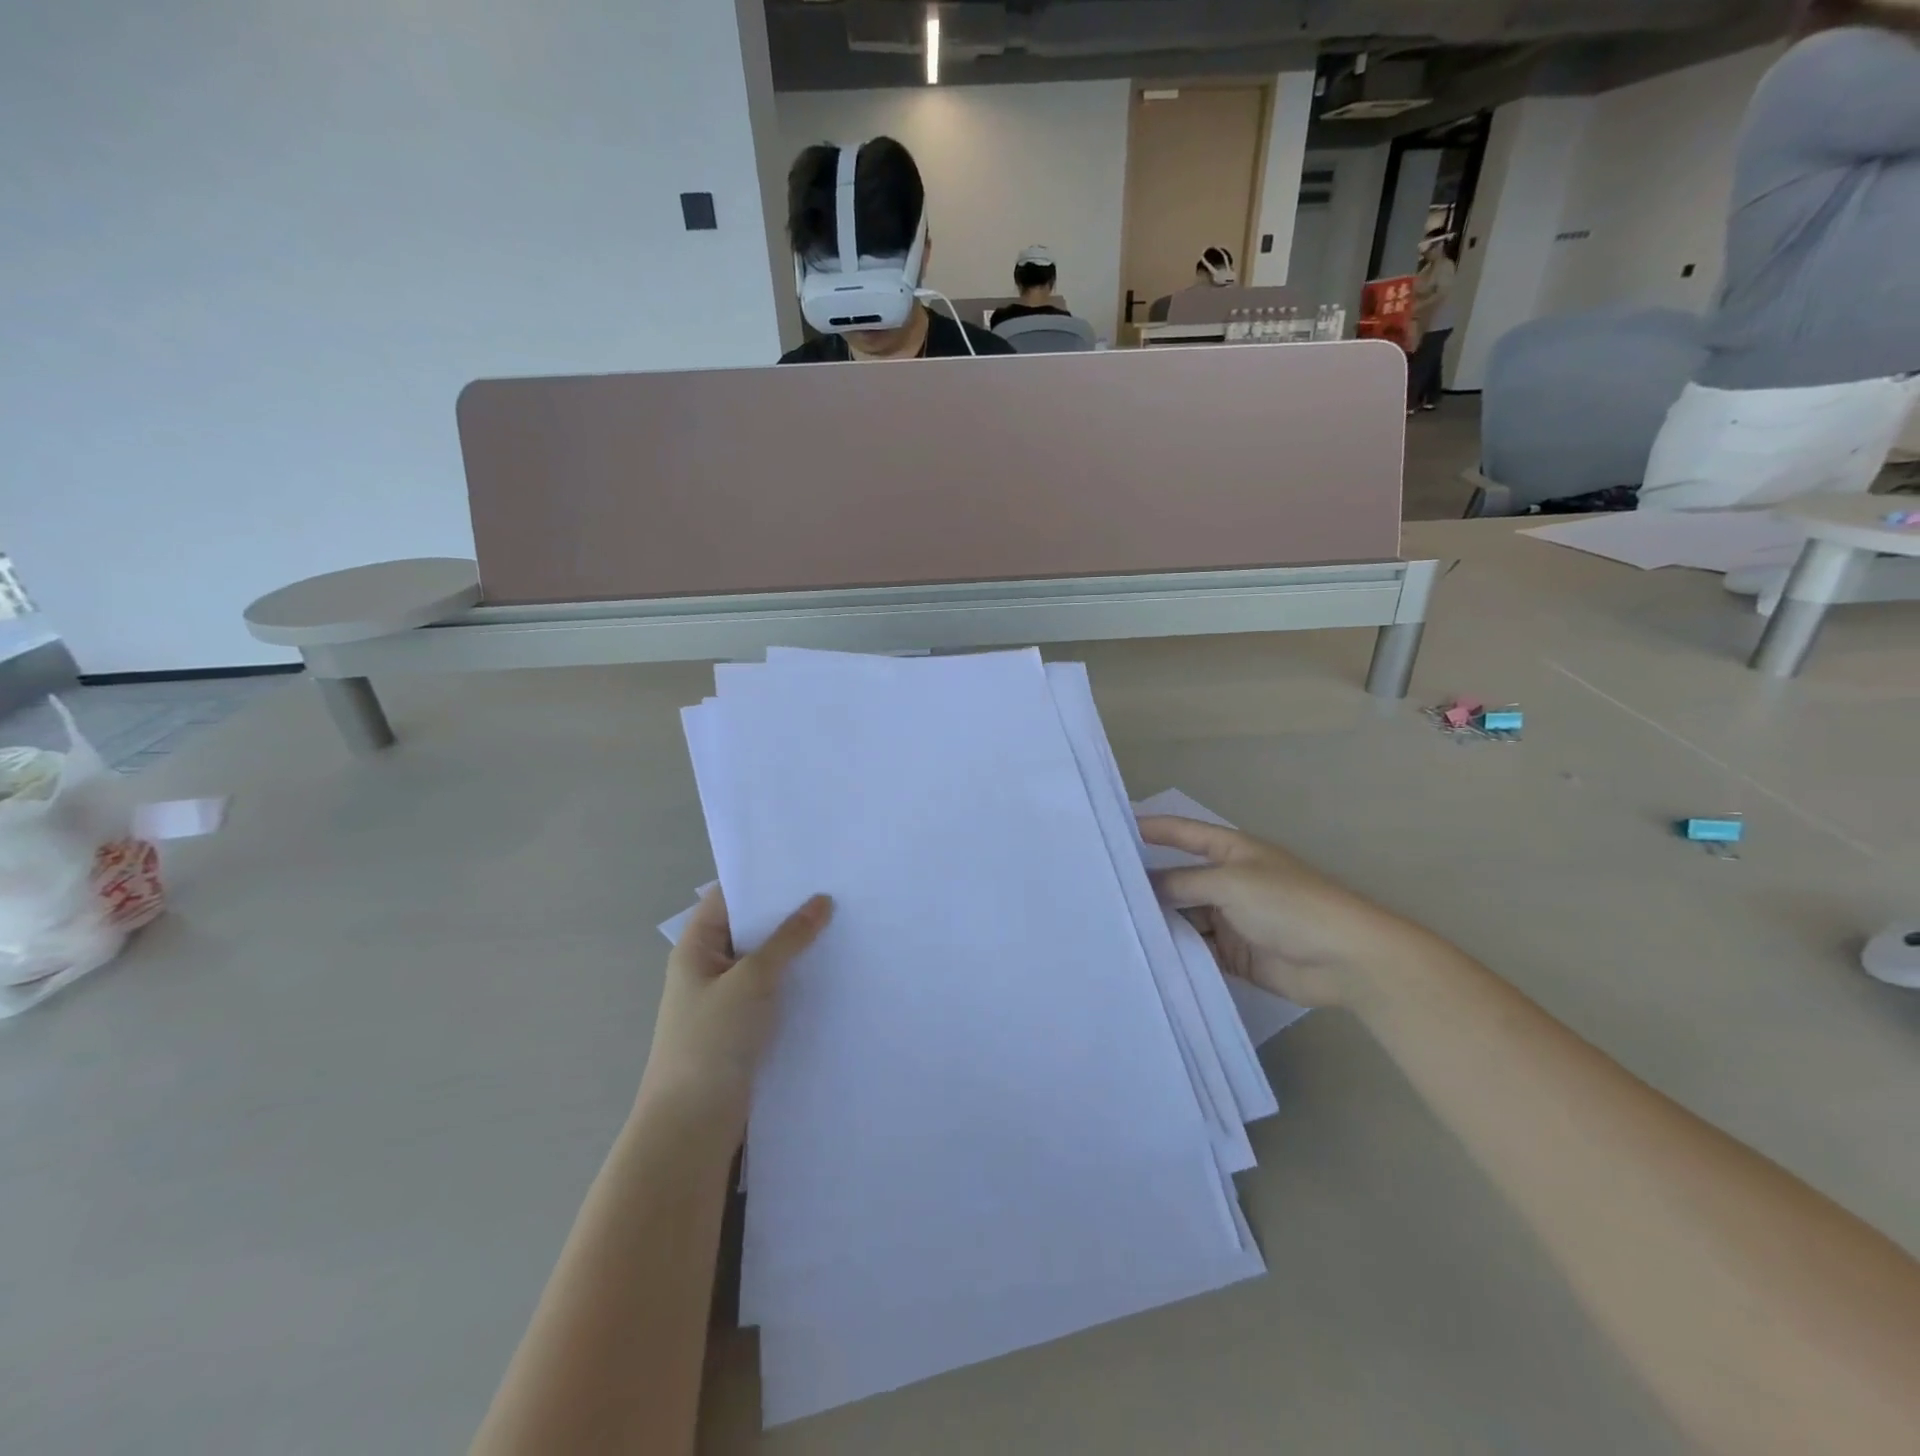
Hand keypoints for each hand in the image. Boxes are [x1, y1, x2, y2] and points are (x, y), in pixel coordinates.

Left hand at [637, 888, 831, 1134]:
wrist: (693, 1125)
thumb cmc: (712, 1041)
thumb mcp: (752, 979)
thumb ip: (789, 939)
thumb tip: (823, 900)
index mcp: (696, 947)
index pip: (728, 896)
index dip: (761, 878)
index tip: (805, 863)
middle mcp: (709, 967)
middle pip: (750, 927)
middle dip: (788, 911)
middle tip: (836, 888)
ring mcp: (727, 998)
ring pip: (766, 960)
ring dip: (796, 947)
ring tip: (843, 922)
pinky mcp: (744, 1027)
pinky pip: (774, 990)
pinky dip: (797, 978)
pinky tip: (832, 970)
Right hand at [1140, 817, 1422, 1009]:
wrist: (1346, 959)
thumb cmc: (1289, 904)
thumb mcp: (1231, 883)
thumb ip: (1183, 883)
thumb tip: (1145, 885)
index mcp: (1232, 851)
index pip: (1183, 833)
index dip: (1152, 829)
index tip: (1113, 832)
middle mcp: (1228, 881)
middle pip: (1179, 879)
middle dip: (1148, 886)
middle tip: (1102, 893)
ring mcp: (1231, 919)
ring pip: (1184, 916)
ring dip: (1161, 923)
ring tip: (1116, 928)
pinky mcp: (1235, 954)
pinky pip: (1198, 949)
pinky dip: (1178, 952)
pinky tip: (1148, 956)